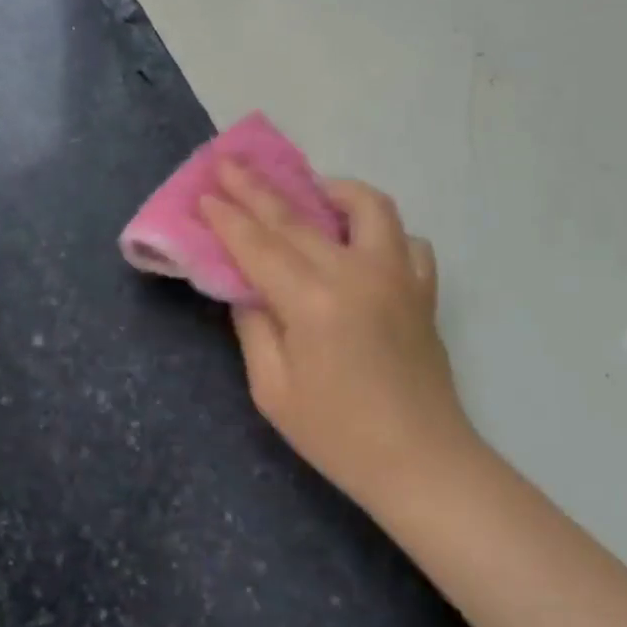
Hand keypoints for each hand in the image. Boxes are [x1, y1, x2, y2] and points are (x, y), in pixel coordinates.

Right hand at [200, 162, 473, 518]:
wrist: (421, 463)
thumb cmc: (338, 436)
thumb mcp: (273, 390)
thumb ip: (254, 327)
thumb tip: (245, 286)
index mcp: (312, 301)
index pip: (258, 245)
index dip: (227, 217)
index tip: (204, 191)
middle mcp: (356, 273)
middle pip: (297, 217)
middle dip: (257, 188)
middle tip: (229, 163)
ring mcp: (397, 276)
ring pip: (367, 207)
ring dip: (331, 189)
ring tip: (308, 190)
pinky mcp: (422, 289)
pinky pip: (406, 240)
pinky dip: (380, 231)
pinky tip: (360, 243)